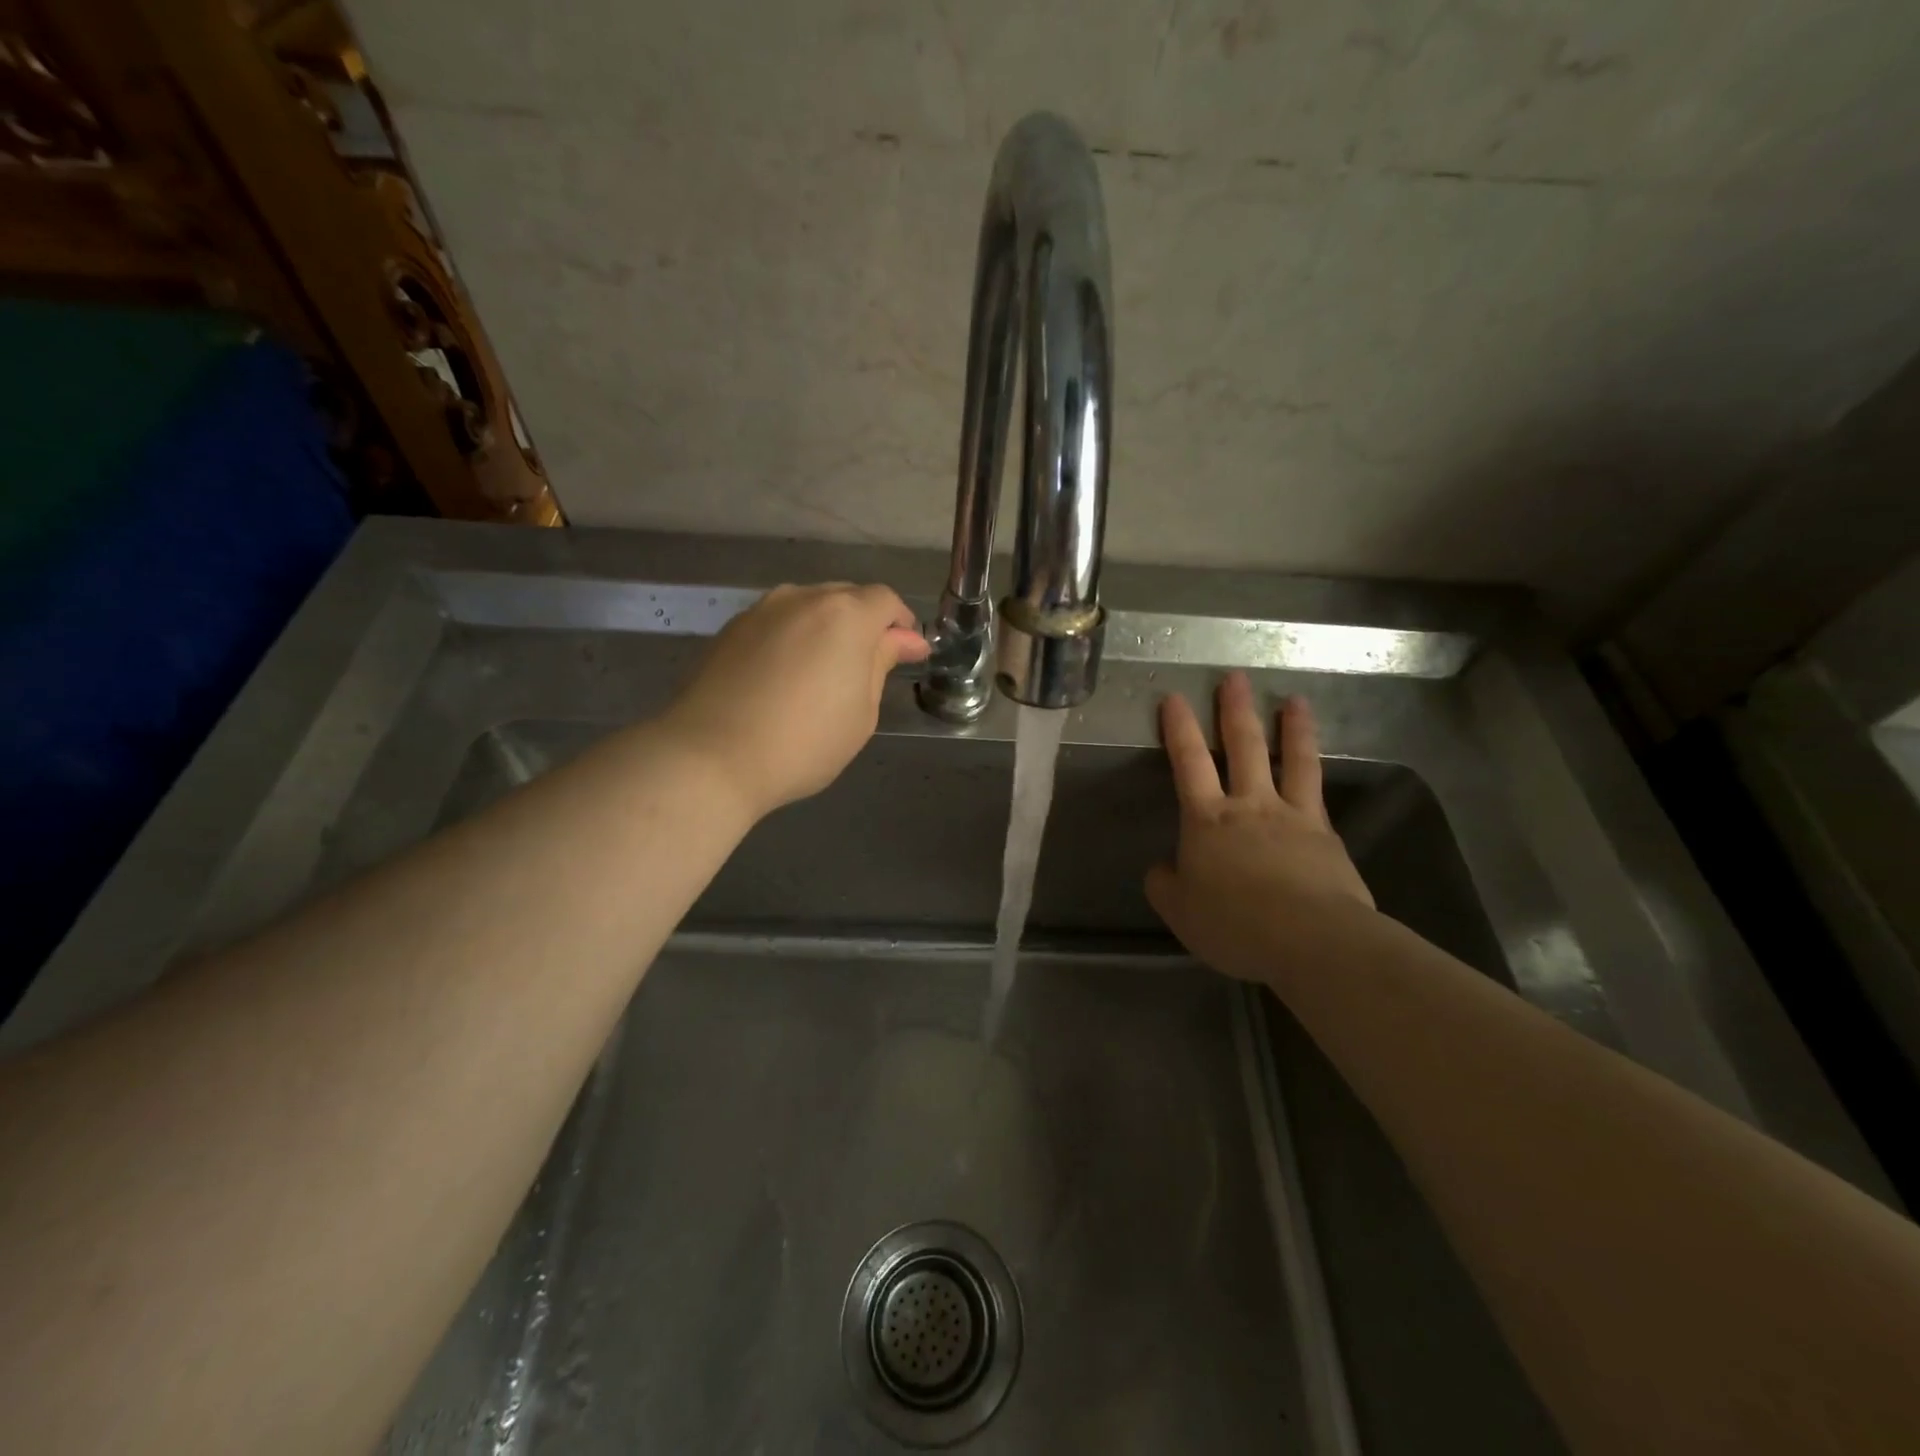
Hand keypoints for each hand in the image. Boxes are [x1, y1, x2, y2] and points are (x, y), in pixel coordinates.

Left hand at [663, 583, 928, 819]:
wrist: (711, 757)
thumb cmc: (804, 742)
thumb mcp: (861, 711)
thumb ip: (882, 663)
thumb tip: (905, 640)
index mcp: (845, 614)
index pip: (885, 600)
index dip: (902, 625)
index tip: (907, 656)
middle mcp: (803, 598)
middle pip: (846, 597)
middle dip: (865, 624)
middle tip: (869, 667)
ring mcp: (762, 610)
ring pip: (808, 606)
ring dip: (827, 628)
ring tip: (825, 671)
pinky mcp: (731, 629)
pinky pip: (777, 622)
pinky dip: (793, 638)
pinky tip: (787, 675)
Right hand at [1145, 673, 1372, 983]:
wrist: (1311, 939)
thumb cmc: (1235, 924)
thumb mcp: (1181, 911)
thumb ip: (1166, 885)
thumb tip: (1163, 868)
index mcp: (1207, 820)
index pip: (1188, 763)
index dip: (1179, 729)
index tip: (1174, 697)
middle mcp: (1250, 806)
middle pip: (1243, 747)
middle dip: (1235, 710)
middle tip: (1234, 678)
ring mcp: (1293, 816)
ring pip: (1292, 760)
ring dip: (1292, 727)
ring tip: (1295, 700)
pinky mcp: (1326, 835)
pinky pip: (1318, 793)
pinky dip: (1315, 774)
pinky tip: (1316, 766)